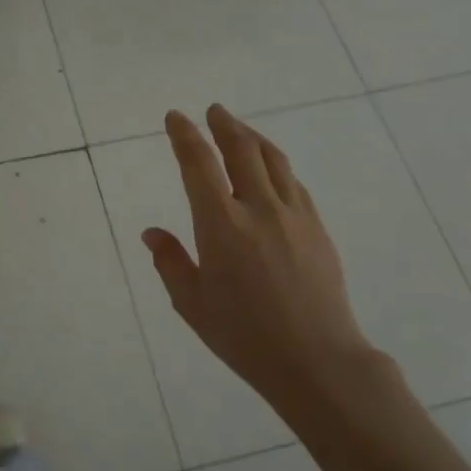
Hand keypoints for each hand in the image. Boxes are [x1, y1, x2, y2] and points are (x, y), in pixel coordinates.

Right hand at [143, 105, 396, 413]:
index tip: (175, 117)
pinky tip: (271, 170)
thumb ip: (171, 262)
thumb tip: (153, 233)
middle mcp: (259, 209)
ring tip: (240, 130)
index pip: (199, 164)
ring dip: (253, 138)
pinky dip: (276, 166)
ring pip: (273, 160)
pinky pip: (294, 183)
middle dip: (224, 124)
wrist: (317, 359)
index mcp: (221, 225)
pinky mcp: (317, 228)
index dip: (185, 135)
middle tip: (213, 111)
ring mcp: (294, 215)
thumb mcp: (193, 304)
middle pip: (242, 149)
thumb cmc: (244, 337)